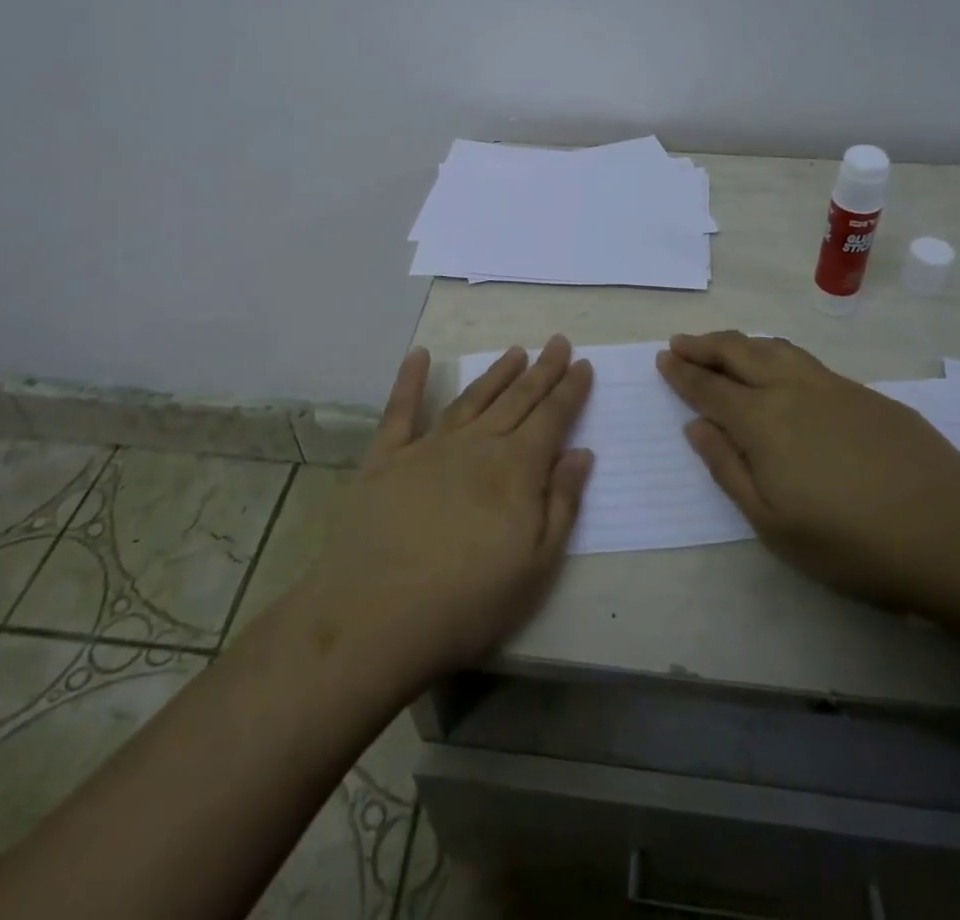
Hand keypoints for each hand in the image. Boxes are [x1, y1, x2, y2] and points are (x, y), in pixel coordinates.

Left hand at [299, 336, 594, 684]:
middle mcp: (476, 444)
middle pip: (517, 399)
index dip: (570, 390)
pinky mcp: (385, 459)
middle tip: (557, 342)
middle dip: (541, 370)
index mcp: (515, 468)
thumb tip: (581, 452)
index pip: (552, 418)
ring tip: (515, 352)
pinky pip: (400, 411)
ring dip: (496, 373)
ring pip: (471, 399)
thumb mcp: (537, 565)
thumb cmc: (468, 600)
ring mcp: (428, 447)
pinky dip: (410, 380)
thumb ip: (562, 503)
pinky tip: (419, 355)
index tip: (582, 363)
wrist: (377, 616)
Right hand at [656, 331, 959, 611]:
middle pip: (739, 353)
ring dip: (741, 342)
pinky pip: (806, 360)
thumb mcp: (773, 523)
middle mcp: (792, 390)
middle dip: (705, 345)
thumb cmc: (851, 542)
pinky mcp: (866, 394)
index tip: (664, 357)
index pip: (710, 387)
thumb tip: (697, 427)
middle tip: (682, 341)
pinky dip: (778, 353)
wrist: (951, 532)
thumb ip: (728, 469)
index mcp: (762, 421)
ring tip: (724, 345)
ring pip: (775, 349)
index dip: (684, 372)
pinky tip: (781, 367)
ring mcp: (833, 387)